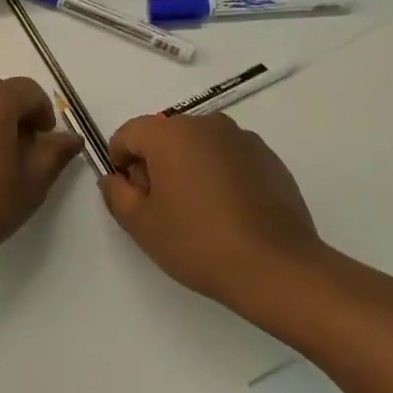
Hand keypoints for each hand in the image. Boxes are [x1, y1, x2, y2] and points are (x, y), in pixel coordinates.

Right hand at [100, 113, 323, 308]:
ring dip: (188, 168)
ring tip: (198, 212)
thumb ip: (116, 193)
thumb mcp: (141, 224)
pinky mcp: (268, 158)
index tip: (132, 197)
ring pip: (198, 146)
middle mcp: (206, 124)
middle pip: (164, 136)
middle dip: (155, 165)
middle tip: (163, 208)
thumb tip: (115, 178)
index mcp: (170, 133)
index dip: (120, 163)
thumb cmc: (198, 242)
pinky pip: (228, 158)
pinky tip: (228, 213)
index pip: (128, 134)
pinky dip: (219, 175)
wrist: (277, 268)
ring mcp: (241, 139)